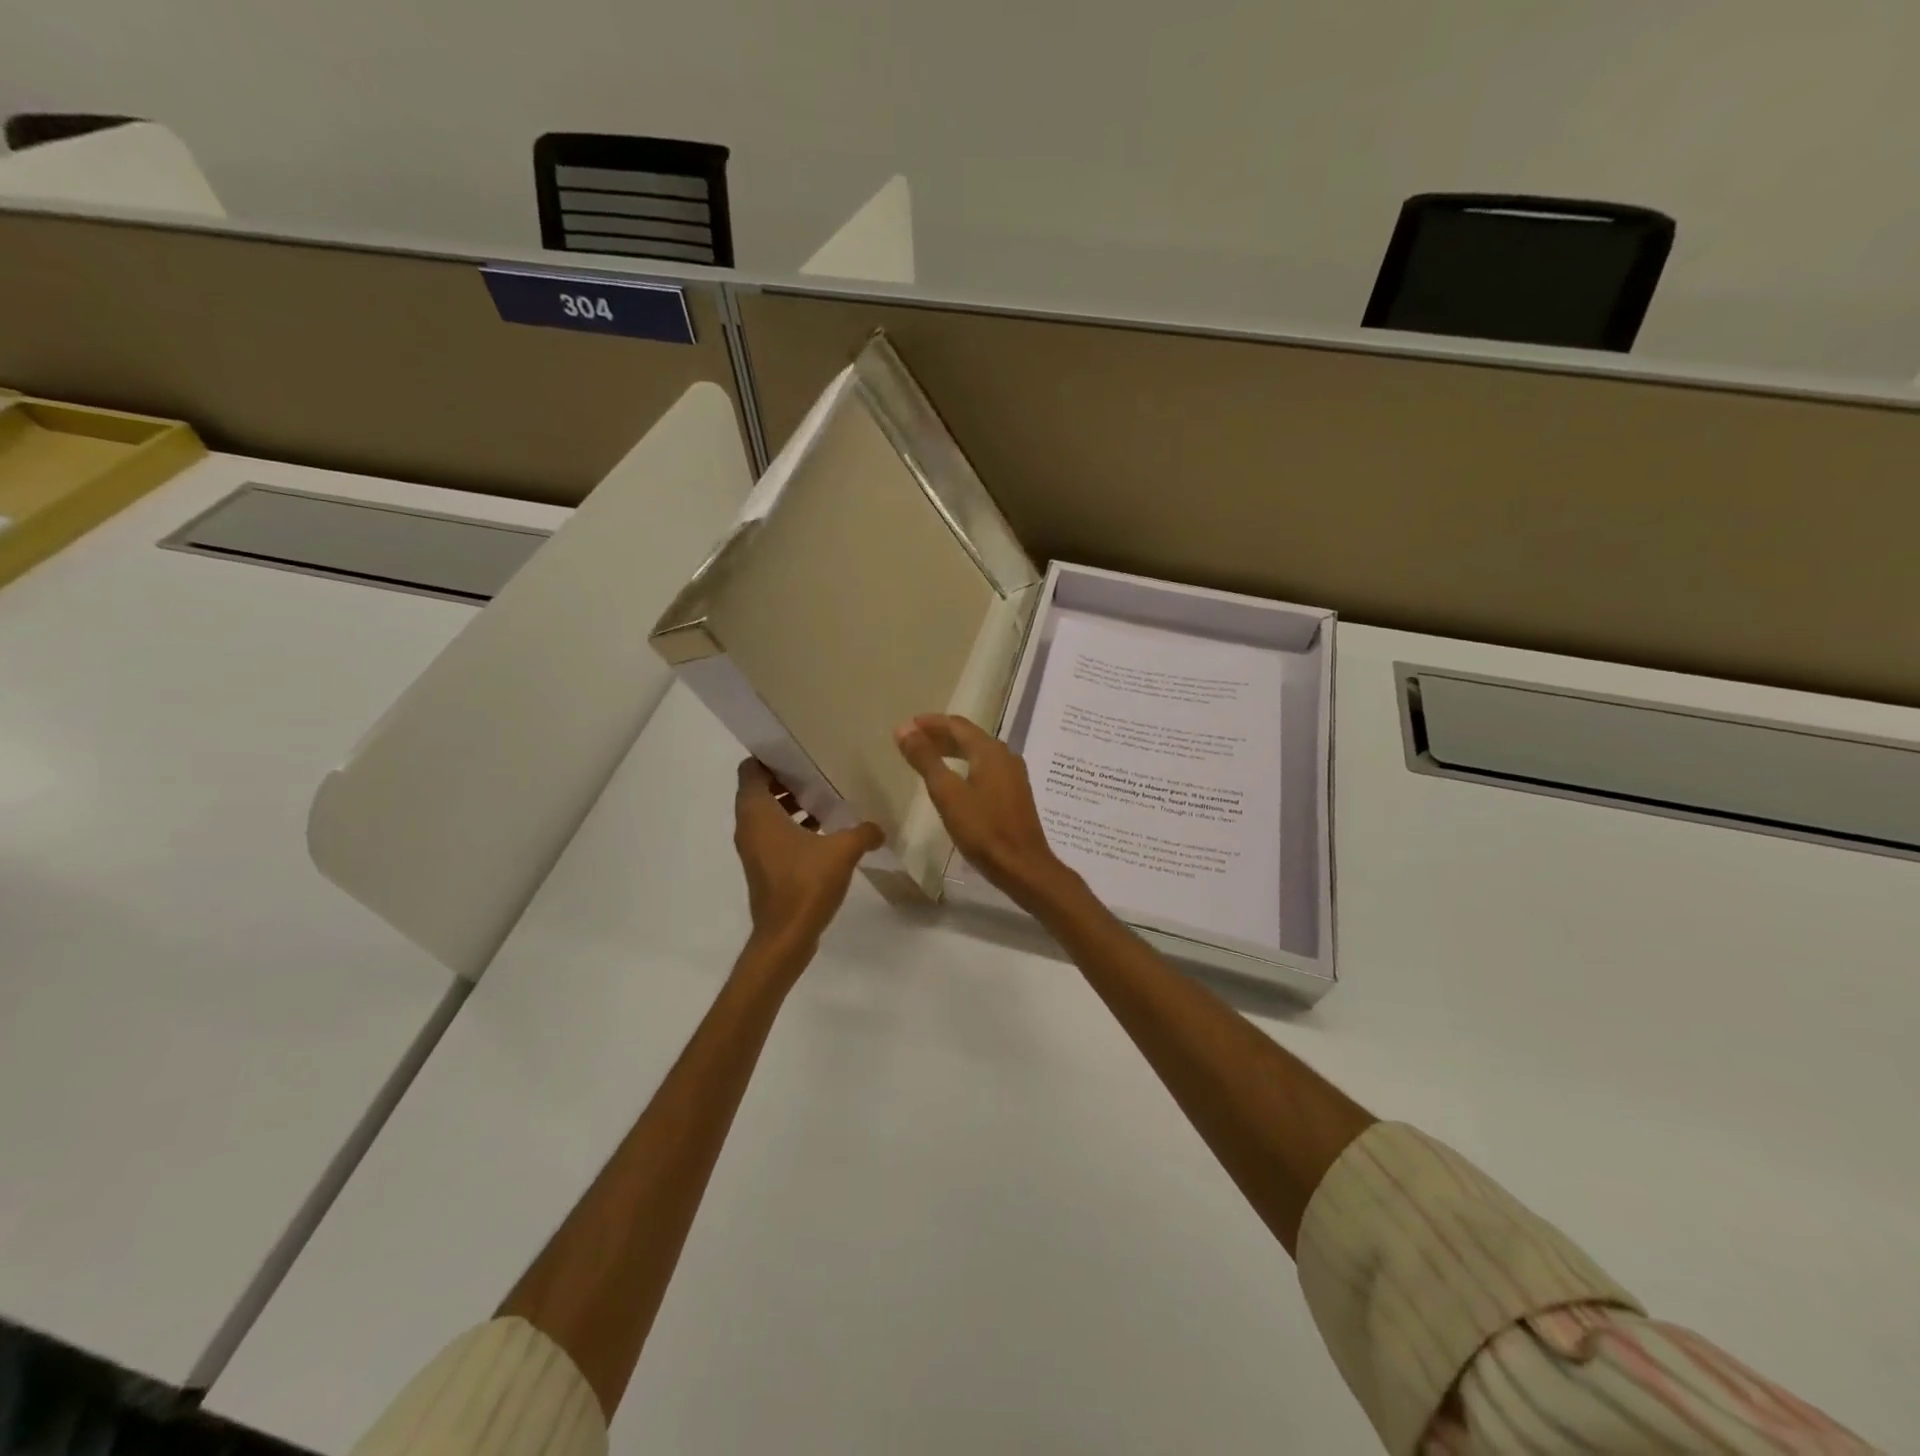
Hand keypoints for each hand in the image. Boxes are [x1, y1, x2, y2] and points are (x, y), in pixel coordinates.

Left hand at [733, 760, 882, 950]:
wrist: (785, 937)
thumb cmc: (805, 884)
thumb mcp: (842, 851)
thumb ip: (863, 832)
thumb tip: (878, 828)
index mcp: (757, 813)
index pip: (750, 770)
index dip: (770, 757)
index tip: (798, 752)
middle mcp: (749, 827)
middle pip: (759, 789)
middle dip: (786, 779)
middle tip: (818, 771)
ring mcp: (754, 849)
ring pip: (767, 813)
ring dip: (791, 804)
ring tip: (825, 799)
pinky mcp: (764, 867)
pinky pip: (774, 834)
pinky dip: (792, 826)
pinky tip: (824, 831)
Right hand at [894, 714, 1075, 913]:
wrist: (1022, 866)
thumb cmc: (983, 829)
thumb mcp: (948, 793)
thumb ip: (925, 759)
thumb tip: (904, 729)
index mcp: (990, 751)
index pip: (956, 725)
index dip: (930, 723)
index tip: (906, 727)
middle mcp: (1005, 756)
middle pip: (969, 736)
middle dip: (940, 735)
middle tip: (912, 740)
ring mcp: (1013, 775)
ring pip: (978, 752)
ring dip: (952, 750)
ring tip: (928, 757)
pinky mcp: (1015, 793)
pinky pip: (986, 768)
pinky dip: (965, 765)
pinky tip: (954, 779)